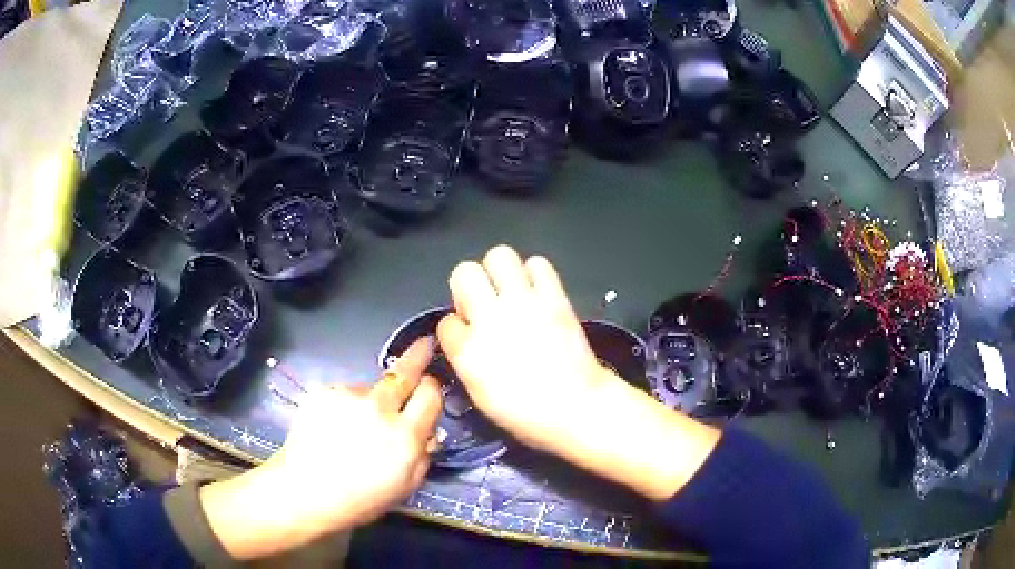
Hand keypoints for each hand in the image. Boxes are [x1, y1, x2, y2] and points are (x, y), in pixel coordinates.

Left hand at [200, 338, 440, 559]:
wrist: (304, 492)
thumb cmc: (361, 499)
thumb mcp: (405, 486)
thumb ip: (424, 454)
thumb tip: (430, 431)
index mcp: (405, 435)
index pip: (430, 394)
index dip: (432, 389)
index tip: (430, 386)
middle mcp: (379, 408)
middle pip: (404, 372)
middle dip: (417, 357)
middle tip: (424, 344)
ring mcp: (348, 396)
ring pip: (371, 387)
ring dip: (372, 399)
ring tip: (354, 426)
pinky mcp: (324, 392)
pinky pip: (344, 393)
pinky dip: (346, 405)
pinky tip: (334, 426)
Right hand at [438, 245, 720, 500]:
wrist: (577, 407)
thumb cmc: (526, 414)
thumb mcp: (479, 396)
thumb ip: (465, 361)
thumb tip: (464, 338)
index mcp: (467, 351)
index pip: (446, 321)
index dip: (456, 328)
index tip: (468, 336)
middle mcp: (490, 318)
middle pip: (464, 272)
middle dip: (468, 285)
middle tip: (482, 303)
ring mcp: (524, 303)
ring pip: (499, 255)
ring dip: (499, 271)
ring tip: (509, 291)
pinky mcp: (554, 297)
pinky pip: (538, 264)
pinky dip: (535, 273)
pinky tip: (536, 291)